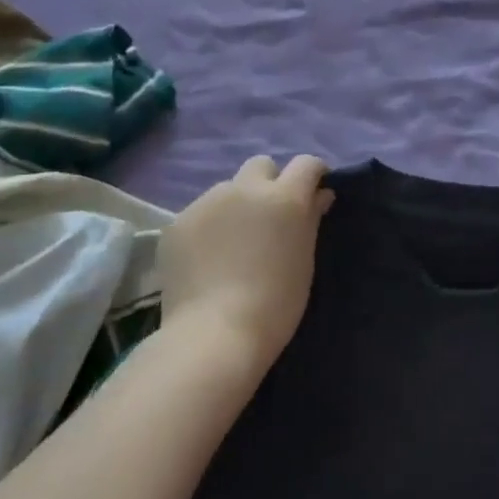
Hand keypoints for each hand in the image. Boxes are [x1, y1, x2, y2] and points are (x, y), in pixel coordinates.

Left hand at [159, 155, 333, 371]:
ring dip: (236, 206)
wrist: (214, 334)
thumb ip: (311, 220)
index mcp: (284, 198)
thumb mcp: (304, 262)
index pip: (306, 164)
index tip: (314, 190)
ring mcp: (207, 202)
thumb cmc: (276, 304)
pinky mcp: (178, 222)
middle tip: (270, 217)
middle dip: (270, 182)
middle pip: (262, 166)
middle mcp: (245, 189)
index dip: (313, 173)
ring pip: (227, 189)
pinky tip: (207, 259)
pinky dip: (209, 227)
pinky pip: (201, 214)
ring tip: (233, 244)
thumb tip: (320, 195)